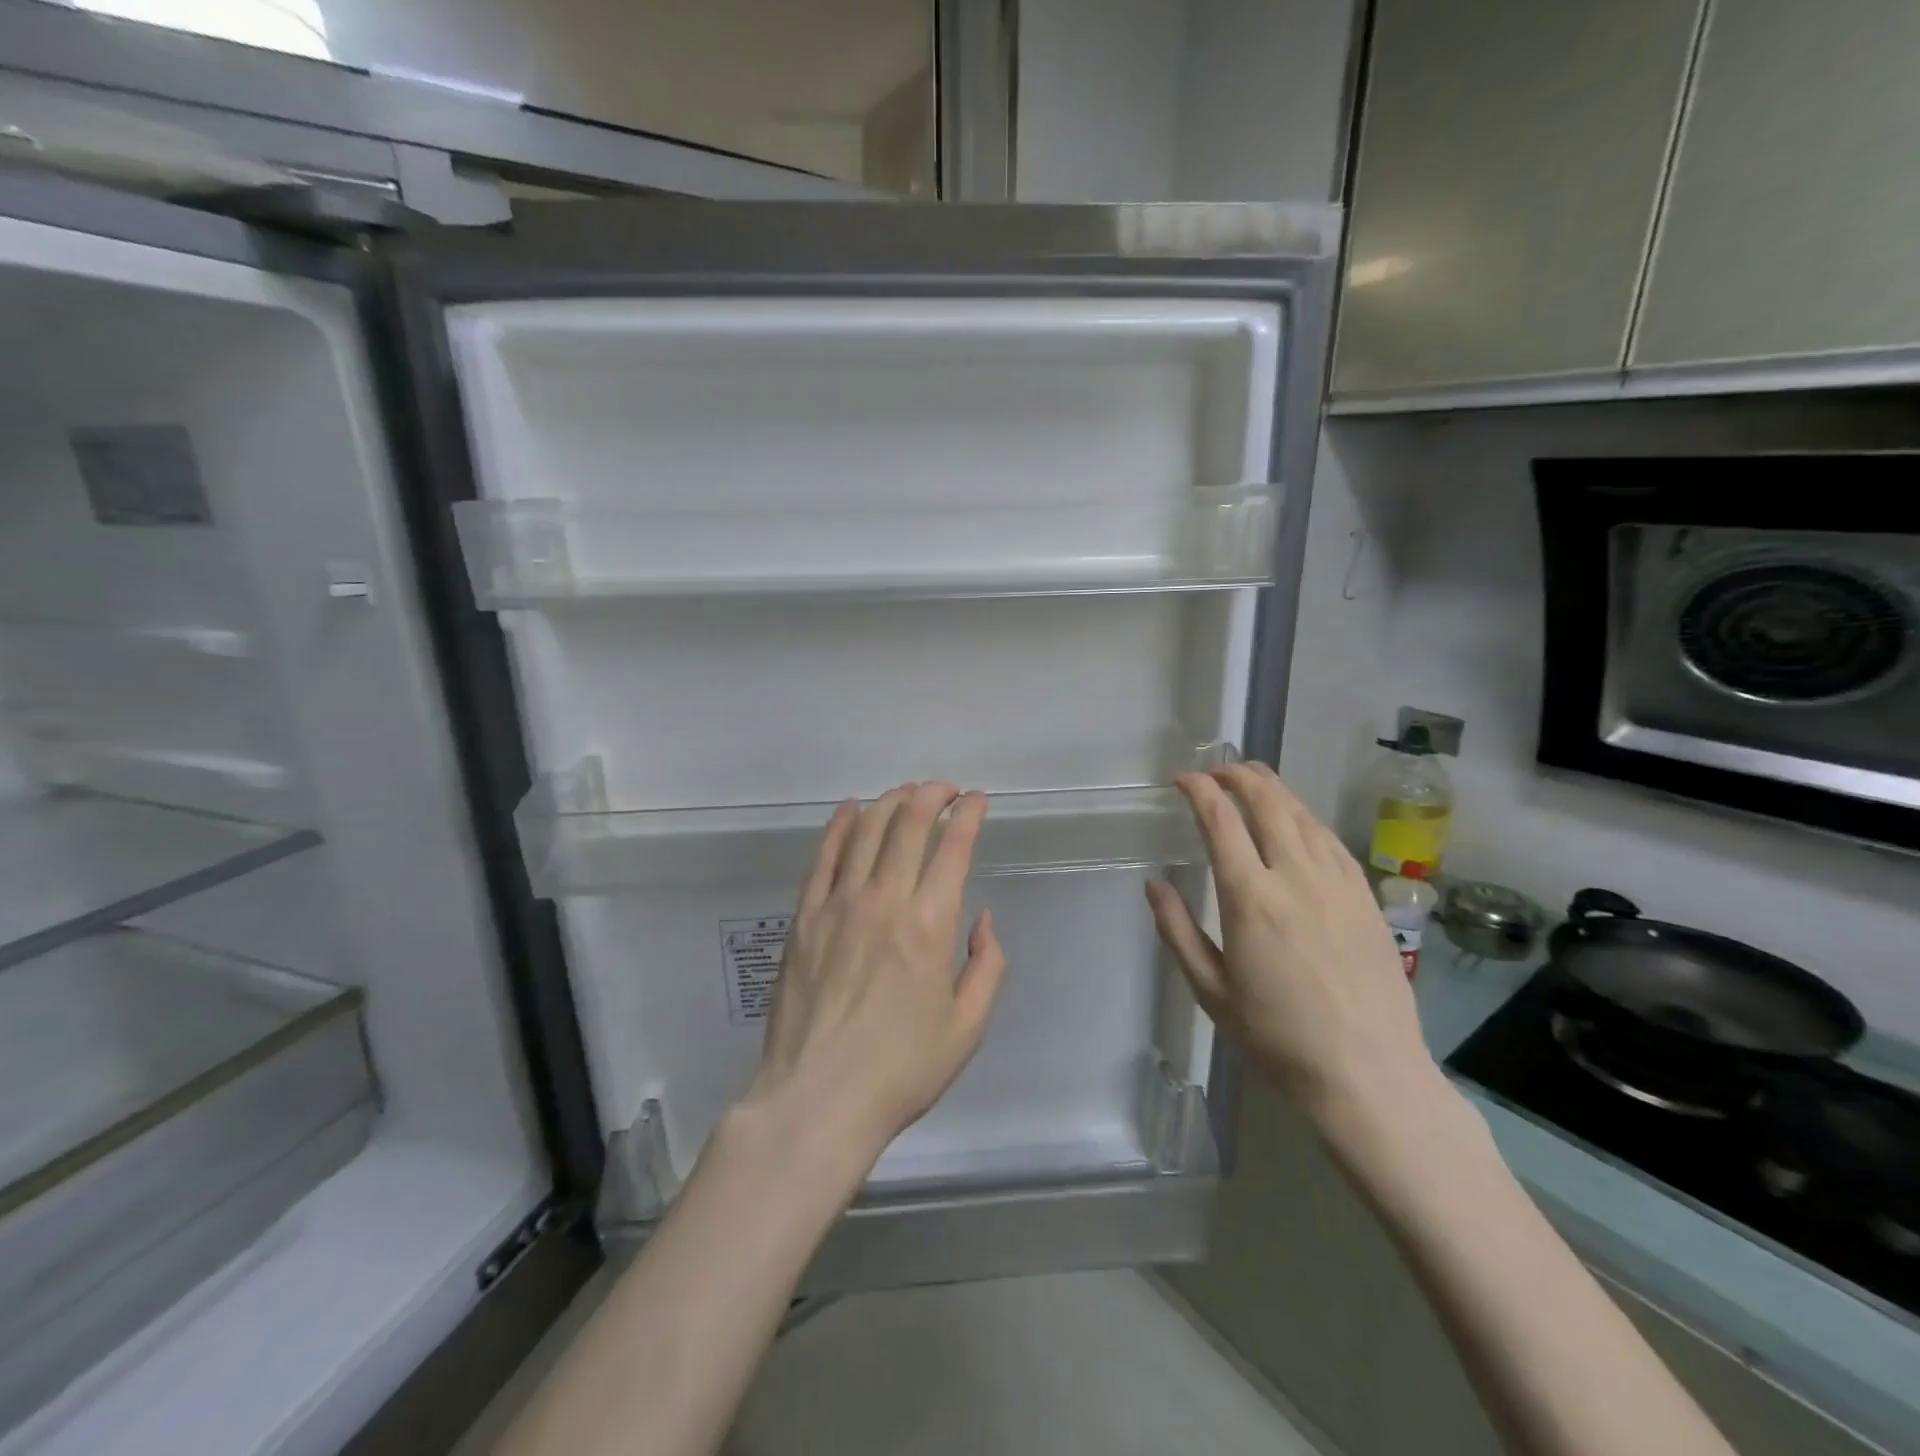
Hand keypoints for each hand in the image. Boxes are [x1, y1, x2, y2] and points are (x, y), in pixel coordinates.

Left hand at [742, 782, 1009, 1167]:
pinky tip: (850, 810)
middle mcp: (885, 899)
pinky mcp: (804, 916)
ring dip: (891, 802)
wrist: (818, 1098)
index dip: (970, 813)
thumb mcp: (967, 1027)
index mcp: (931, 923)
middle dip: (932, 794)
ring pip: (866, 829)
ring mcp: (838, 903)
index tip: (978, 801)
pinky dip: (839, 825)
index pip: (954, 845)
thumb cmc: (901, 1069)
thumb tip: (982, 919)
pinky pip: (823, 856)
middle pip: (909, 822)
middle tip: (946, 790)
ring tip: (907, 794)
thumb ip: (986, 966)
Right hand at [1144, 761, 1435, 1124]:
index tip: (1183, 779)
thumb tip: (1154, 884)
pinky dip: (1306, 818)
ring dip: (1274, 789)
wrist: (1368, 1075)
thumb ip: (1177, 931)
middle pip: (1267, 802)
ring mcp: (1338, 884)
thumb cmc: (1277, 1038)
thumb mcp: (1210, 991)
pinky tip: (1298, 822)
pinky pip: (1331, 841)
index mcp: (1250, 898)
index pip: (1221, 821)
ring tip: (1253, 780)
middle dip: (1238, 775)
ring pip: (1303, 815)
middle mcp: (1295, 877)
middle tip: (1217, 770)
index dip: (1200, 790)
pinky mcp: (1366, 898)